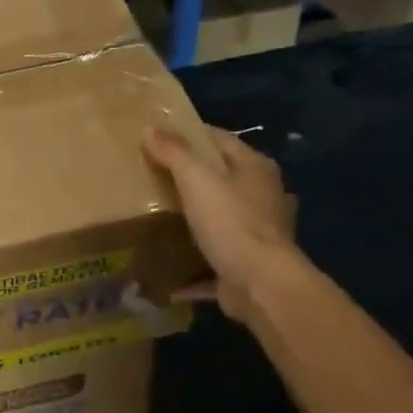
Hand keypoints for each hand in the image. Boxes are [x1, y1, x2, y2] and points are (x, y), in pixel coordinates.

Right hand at [143, 126, 303, 322]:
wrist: (259, 283)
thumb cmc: (230, 222)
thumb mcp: (197, 179)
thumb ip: (174, 153)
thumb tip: (150, 128)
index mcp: (255, 168)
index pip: (220, 139)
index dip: (190, 135)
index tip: (157, 137)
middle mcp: (262, 196)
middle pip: (222, 179)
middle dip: (191, 179)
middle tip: (152, 177)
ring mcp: (257, 233)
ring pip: (221, 219)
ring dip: (196, 219)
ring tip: (160, 218)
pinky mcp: (246, 265)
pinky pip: (213, 261)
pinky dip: (193, 265)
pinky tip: (169, 272)